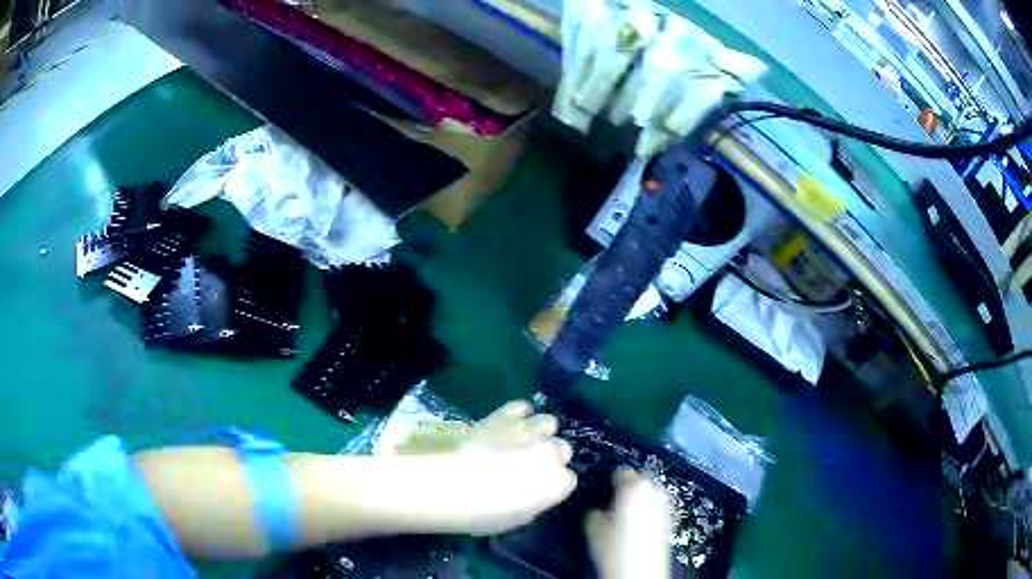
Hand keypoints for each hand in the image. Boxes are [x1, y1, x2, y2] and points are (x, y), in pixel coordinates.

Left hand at [398, 400, 577, 535]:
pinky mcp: (506, 415)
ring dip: (539, 432)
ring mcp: (530, 430)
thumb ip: (535, 500)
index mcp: (558, 483)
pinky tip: (508, 424)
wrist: (452, 485)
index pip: (568, 480)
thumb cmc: (484, 513)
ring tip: (521, 441)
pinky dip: (519, 414)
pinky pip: (522, 407)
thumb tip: (532, 491)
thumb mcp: (517, 518)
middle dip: (549, 456)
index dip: (552, 483)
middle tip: (528, 465)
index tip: (537, 488)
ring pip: (548, 423)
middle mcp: (552, 453)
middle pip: (562, 449)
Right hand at [586, 470, 672, 578]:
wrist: (640, 571)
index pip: (623, 472)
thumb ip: (595, 513)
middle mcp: (654, 494)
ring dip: (643, 496)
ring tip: (628, 508)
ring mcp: (665, 507)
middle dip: (631, 484)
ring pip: (653, 492)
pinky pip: (660, 505)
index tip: (606, 483)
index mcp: (634, 489)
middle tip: (617, 494)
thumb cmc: (618, 552)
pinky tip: (641, 521)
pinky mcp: (671, 520)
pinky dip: (651, 507)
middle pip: (643, 479)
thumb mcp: (594, 530)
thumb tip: (596, 511)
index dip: (612, 477)